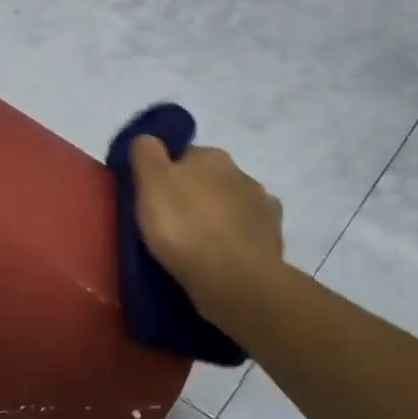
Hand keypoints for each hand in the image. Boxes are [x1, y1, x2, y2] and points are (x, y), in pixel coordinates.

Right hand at [129, 137, 283, 319]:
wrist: (234, 279)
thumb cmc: (184, 227)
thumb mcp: (150, 183)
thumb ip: (145, 153)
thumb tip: (147, 139)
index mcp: (209, 156)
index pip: (182, 155)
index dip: (164, 175)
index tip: (152, 200)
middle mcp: (240, 172)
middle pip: (208, 179)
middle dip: (193, 195)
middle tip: (170, 224)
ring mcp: (262, 205)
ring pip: (230, 204)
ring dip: (216, 216)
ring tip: (196, 244)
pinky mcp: (273, 236)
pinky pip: (247, 230)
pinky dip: (236, 238)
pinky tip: (223, 254)